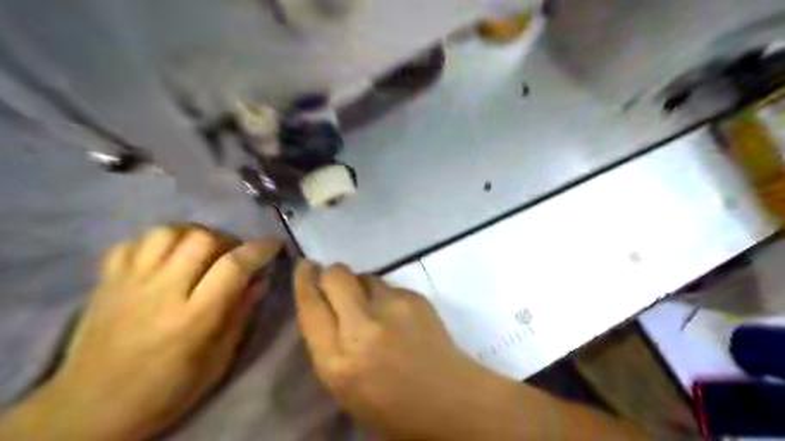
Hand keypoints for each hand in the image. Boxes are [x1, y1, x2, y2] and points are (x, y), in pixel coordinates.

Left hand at [1, 225, 281, 438]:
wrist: (90, 410)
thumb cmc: (166, 390)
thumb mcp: (218, 360)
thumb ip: (241, 314)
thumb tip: (262, 279)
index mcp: (193, 318)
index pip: (233, 266)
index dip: (260, 249)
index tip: (274, 245)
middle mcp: (161, 292)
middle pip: (201, 239)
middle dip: (228, 240)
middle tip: (235, 255)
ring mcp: (129, 282)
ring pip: (167, 232)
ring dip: (195, 234)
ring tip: (203, 251)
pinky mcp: (106, 281)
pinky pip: (134, 241)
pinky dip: (158, 241)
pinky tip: (168, 255)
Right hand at [292, 262, 519, 439]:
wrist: (451, 399)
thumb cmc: (392, 406)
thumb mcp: (345, 387)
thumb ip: (330, 345)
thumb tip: (327, 308)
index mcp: (339, 362)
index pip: (310, 307)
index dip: (304, 281)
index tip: (304, 267)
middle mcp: (363, 329)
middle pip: (336, 277)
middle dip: (331, 274)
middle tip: (335, 283)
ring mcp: (394, 308)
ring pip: (365, 276)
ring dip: (361, 286)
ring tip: (372, 307)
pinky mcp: (416, 298)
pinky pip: (389, 286)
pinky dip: (385, 296)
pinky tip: (397, 316)